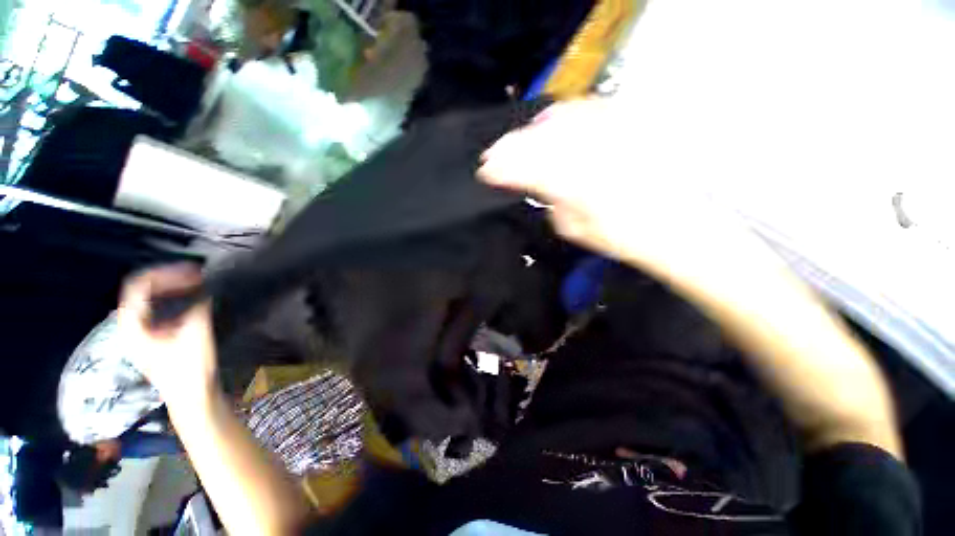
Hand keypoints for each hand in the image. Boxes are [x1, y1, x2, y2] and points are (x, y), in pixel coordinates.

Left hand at [117, 264, 218, 408]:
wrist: (191, 397)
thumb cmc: (189, 369)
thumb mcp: (196, 334)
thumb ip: (197, 308)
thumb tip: (204, 289)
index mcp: (134, 326)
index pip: (139, 286)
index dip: (165, 274)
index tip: (193, 272)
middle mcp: (131, 327)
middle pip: (142, 291)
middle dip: (169, 279)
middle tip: (196, 276)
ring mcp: (141, 333)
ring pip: (150, 299)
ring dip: (172, 288)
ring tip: (195, 284)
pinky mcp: (153, 338)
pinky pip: (158, 309)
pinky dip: (174, 300)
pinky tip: (191, 300)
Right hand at [478, 98, 756, 281]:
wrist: (676, 224)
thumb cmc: (623, 237)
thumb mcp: (577, 229)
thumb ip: (552, 204)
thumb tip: (536, 187)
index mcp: (577, 189)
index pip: (528, 172)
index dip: (502, 169)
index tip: (485, 171)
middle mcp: (592, 157)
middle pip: (539, 143)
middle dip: (509, 148)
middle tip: (492, 156)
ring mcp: (611, 139)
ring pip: (558, 123)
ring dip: (530, 131)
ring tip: (515, 141)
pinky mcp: (627, 128)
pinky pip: (588, 111)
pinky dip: (562, 115)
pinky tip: (550, 121)